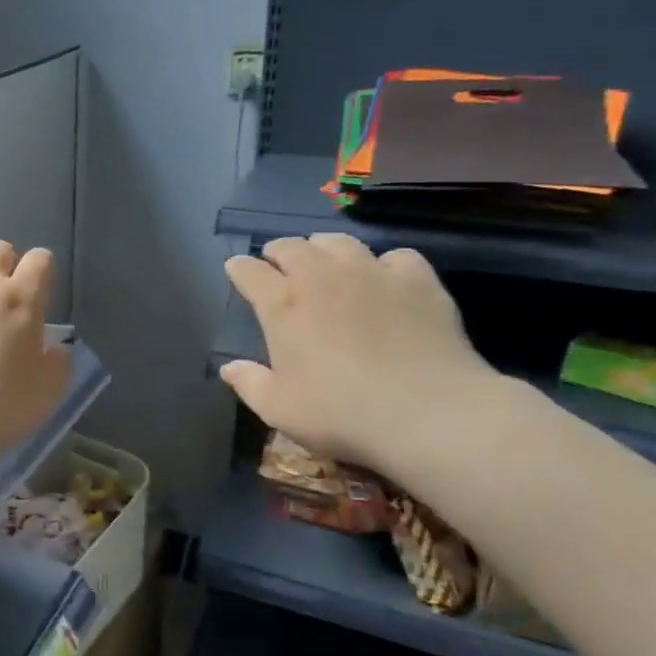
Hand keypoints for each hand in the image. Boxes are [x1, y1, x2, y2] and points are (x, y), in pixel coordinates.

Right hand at [221, 234, 498, 476]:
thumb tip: (229, 367)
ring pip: (340, 242)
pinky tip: (387, 281)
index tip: (236, 270)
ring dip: (325, 247)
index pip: (250, 272)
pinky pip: (395, 256)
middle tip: (278, 262)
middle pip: (292, 247)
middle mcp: (322, 277)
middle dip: (279, 251)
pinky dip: (385, 264)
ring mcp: (371, 273)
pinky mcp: (417, 280)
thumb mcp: (279, 409)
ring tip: (326, 260)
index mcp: (282, 305)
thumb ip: (249, 383)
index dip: (240, 269)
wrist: (427, 412)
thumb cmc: (340, 413)